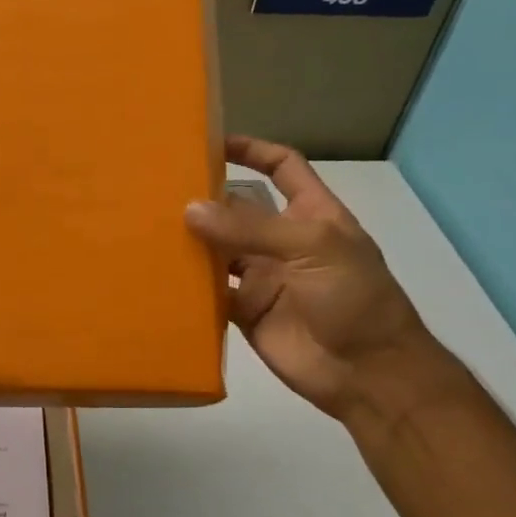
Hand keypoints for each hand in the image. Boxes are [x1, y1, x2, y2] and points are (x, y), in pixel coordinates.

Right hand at [186, 136, 447, 418]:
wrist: (368, 373)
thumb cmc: (354, 298)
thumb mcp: (313, 248)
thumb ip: (251, 228)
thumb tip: (190, 210)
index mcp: (311, 215)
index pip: (282, 168)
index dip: (253, 151)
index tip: (211, 143)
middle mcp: (282, 241)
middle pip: (238, 210)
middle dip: (205, 199)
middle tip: (158, 191)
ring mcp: (263, 277)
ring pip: (218, 251)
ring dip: (191, 241)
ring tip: (148, 227)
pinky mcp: (245, 311)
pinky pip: (210, 292)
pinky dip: (187, 284)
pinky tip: (159, 273)